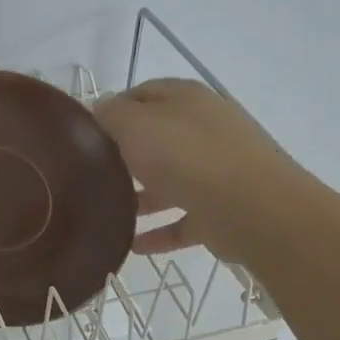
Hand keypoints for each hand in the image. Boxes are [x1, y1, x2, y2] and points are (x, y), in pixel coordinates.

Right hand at [94, 78, 298, 262]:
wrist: (253, 210)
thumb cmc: (187, 157)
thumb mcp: (135, 125)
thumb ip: (112, 115)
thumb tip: (101, 110)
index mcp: (187, 100)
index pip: (143, 94)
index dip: (113, 108)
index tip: (86, 132)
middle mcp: (205, 129)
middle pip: (157, 138)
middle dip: (125, 154)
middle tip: (92, 173)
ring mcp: (218, 171)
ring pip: (170, 181)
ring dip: (140, 196)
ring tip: (107, 212)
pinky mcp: (222, 210)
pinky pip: (183, 220)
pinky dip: (159, 231)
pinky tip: (133, 245)